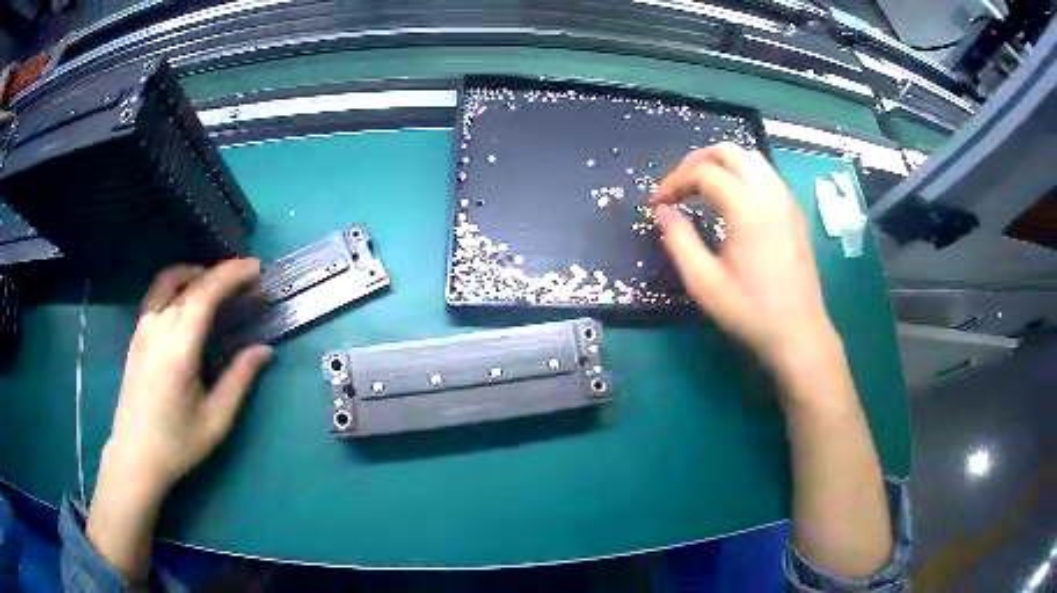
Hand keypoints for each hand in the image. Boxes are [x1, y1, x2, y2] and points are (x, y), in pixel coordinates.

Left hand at [106, 259, 272, 491]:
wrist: (135, 457)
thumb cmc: (177, 444)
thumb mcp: (216, 420)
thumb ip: (239, 380)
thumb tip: (265, 349)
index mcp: (179, 347)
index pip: (205, 293)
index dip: (232, 275)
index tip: (256, 268)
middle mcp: (158, 328)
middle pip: (190, 283)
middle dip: (221, 274)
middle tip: (246, 279)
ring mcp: (143, 328)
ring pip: (169, 282)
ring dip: (196, 273)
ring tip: (217, 282)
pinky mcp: (136, 335)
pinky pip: (156, 295)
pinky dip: (176, 284)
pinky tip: (187, 299)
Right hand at [651, 143, 838, 376]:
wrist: (799, 333)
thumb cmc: (750, 311)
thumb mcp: (704, 282)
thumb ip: (679, 240)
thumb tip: (663, 211)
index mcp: (747, 207)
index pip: (703, 173)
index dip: (673, 182)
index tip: (657, 204)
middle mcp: (770, 193)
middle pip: (729, 152)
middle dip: (696, 162)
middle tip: (677, 187)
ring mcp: (787, 200)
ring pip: (750, 158)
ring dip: (721, 164)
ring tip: (700, 187)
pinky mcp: (794, 212)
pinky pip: (765, 175)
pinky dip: (742, 174)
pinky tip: (732, 200)